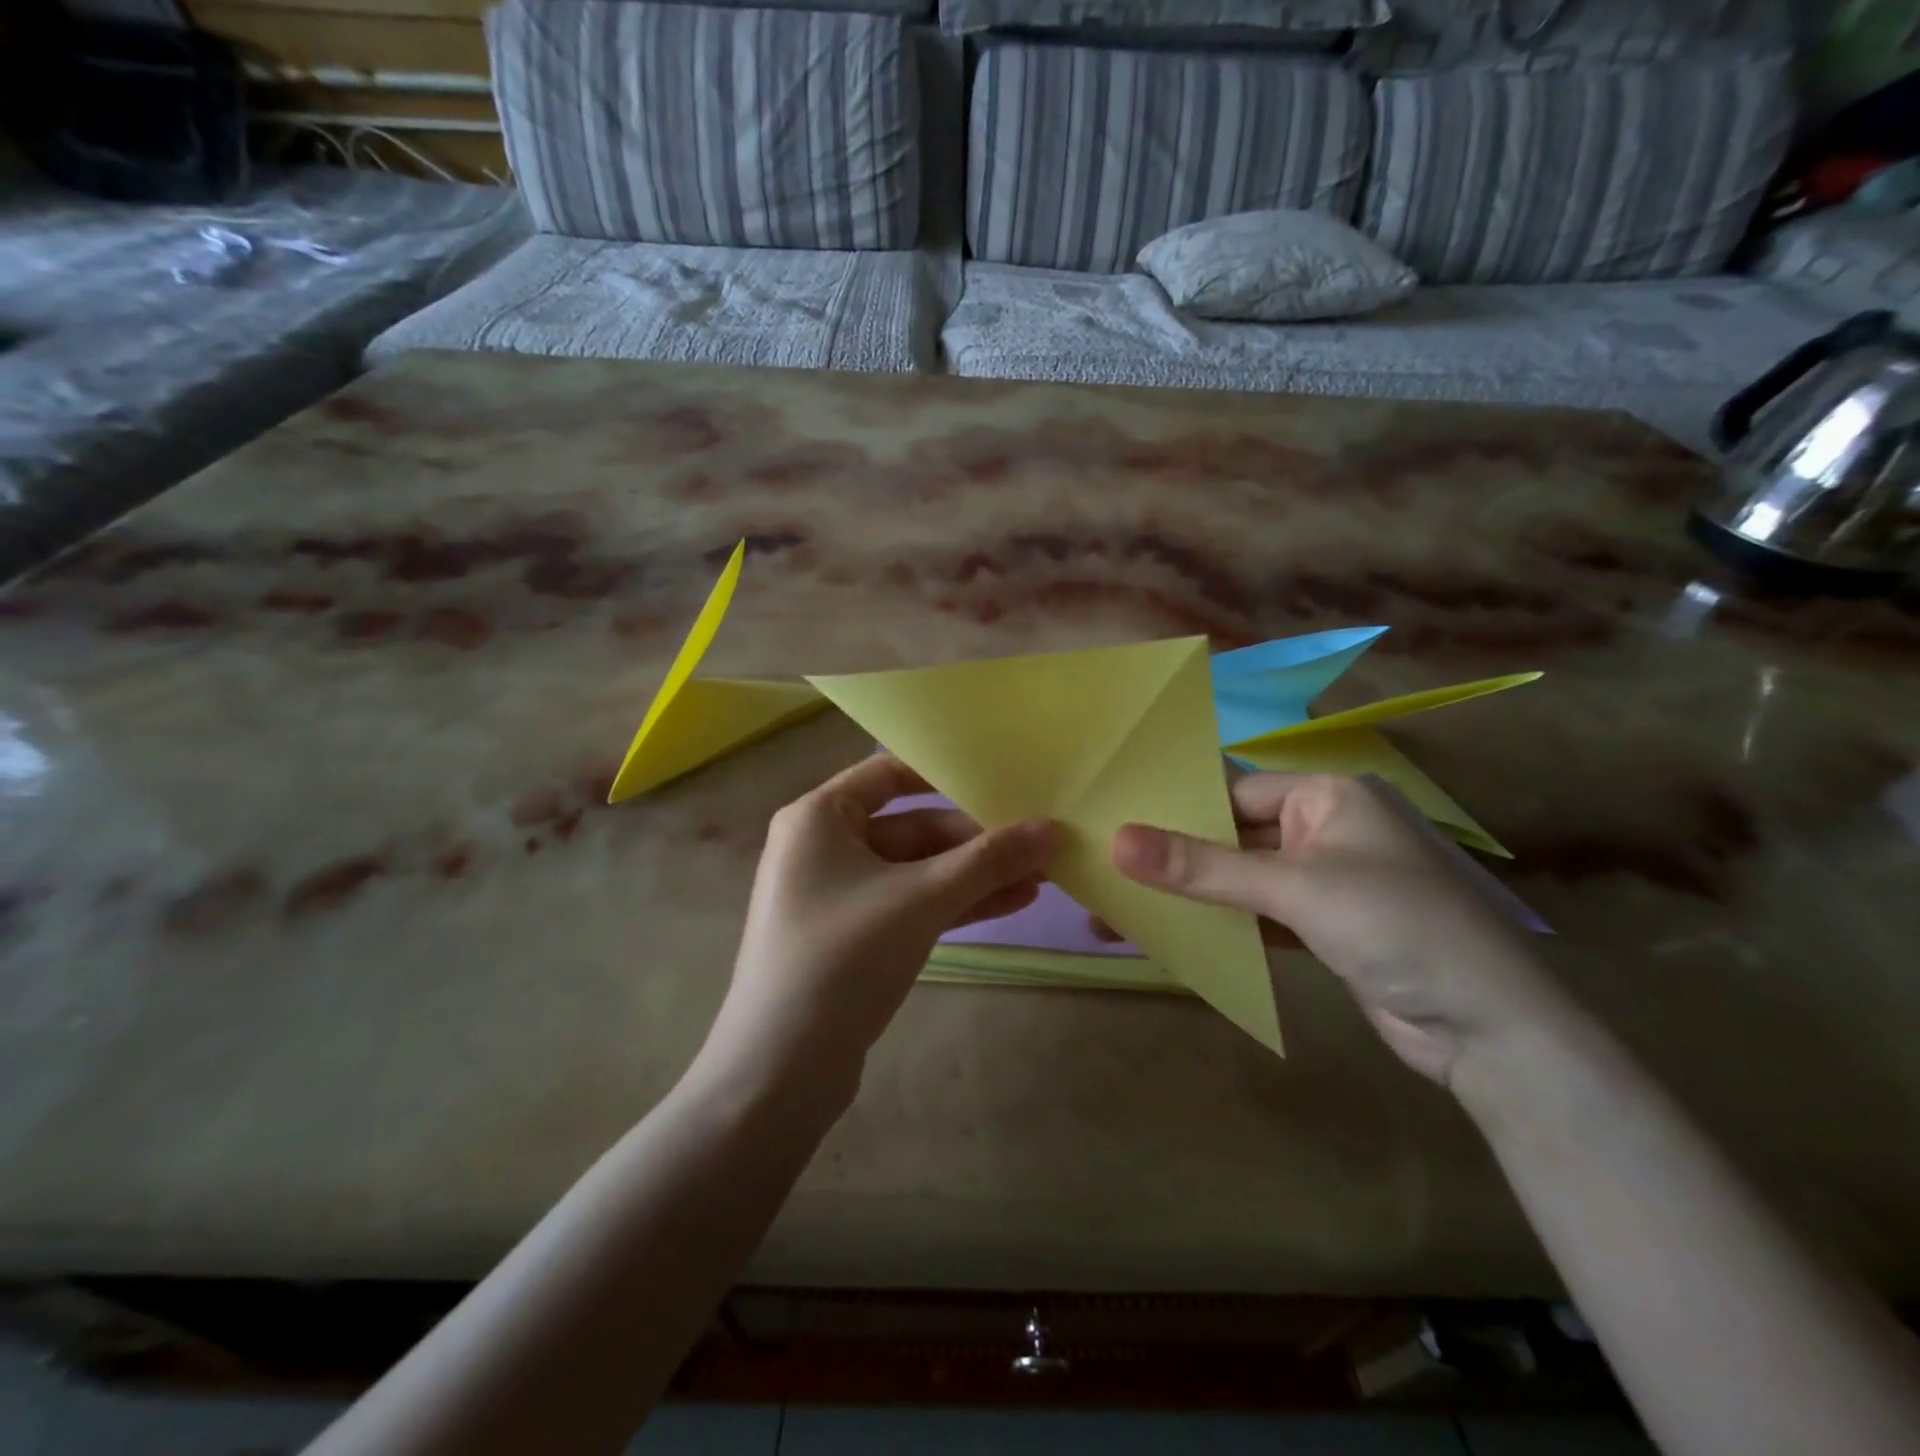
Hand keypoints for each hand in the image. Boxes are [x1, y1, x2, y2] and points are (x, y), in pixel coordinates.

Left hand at [702, 755, 1056, 1107]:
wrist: (781, 1070)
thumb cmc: (843, 957)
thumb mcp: (922, 899)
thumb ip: (988, 860)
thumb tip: (1052, 828)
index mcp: (818, 817)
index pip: (888, 773)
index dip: (944, 774)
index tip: (1000, 780)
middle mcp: (823, 847)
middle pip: (911, 828)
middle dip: (975, 842)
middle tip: (1038, 846)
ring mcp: (837, 896)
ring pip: (916, 872)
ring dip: (973, 876)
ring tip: (1040, 878)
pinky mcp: (852, 938)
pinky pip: (909, 905)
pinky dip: (953, 905)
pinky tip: (1011, 905)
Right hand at [1112, 773, 1562, 1087]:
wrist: (1489, 1030)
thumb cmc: (1395, 926)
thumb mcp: (1294, 889)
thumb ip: (1203, 866)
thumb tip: (1116, 841)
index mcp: (1326, 796)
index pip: (1232, 792)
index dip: (1177, 810)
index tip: (1115, 827)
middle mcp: (1325, 829)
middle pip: (1234, 837)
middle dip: (1177, 860)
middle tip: (1107, 873)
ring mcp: (1326, 881)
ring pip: (1243, 880)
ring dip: (1195, 897)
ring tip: (1124, 909)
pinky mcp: (1324, 928)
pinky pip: (1260, 915)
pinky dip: (1224, 924)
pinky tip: (1174, 936)